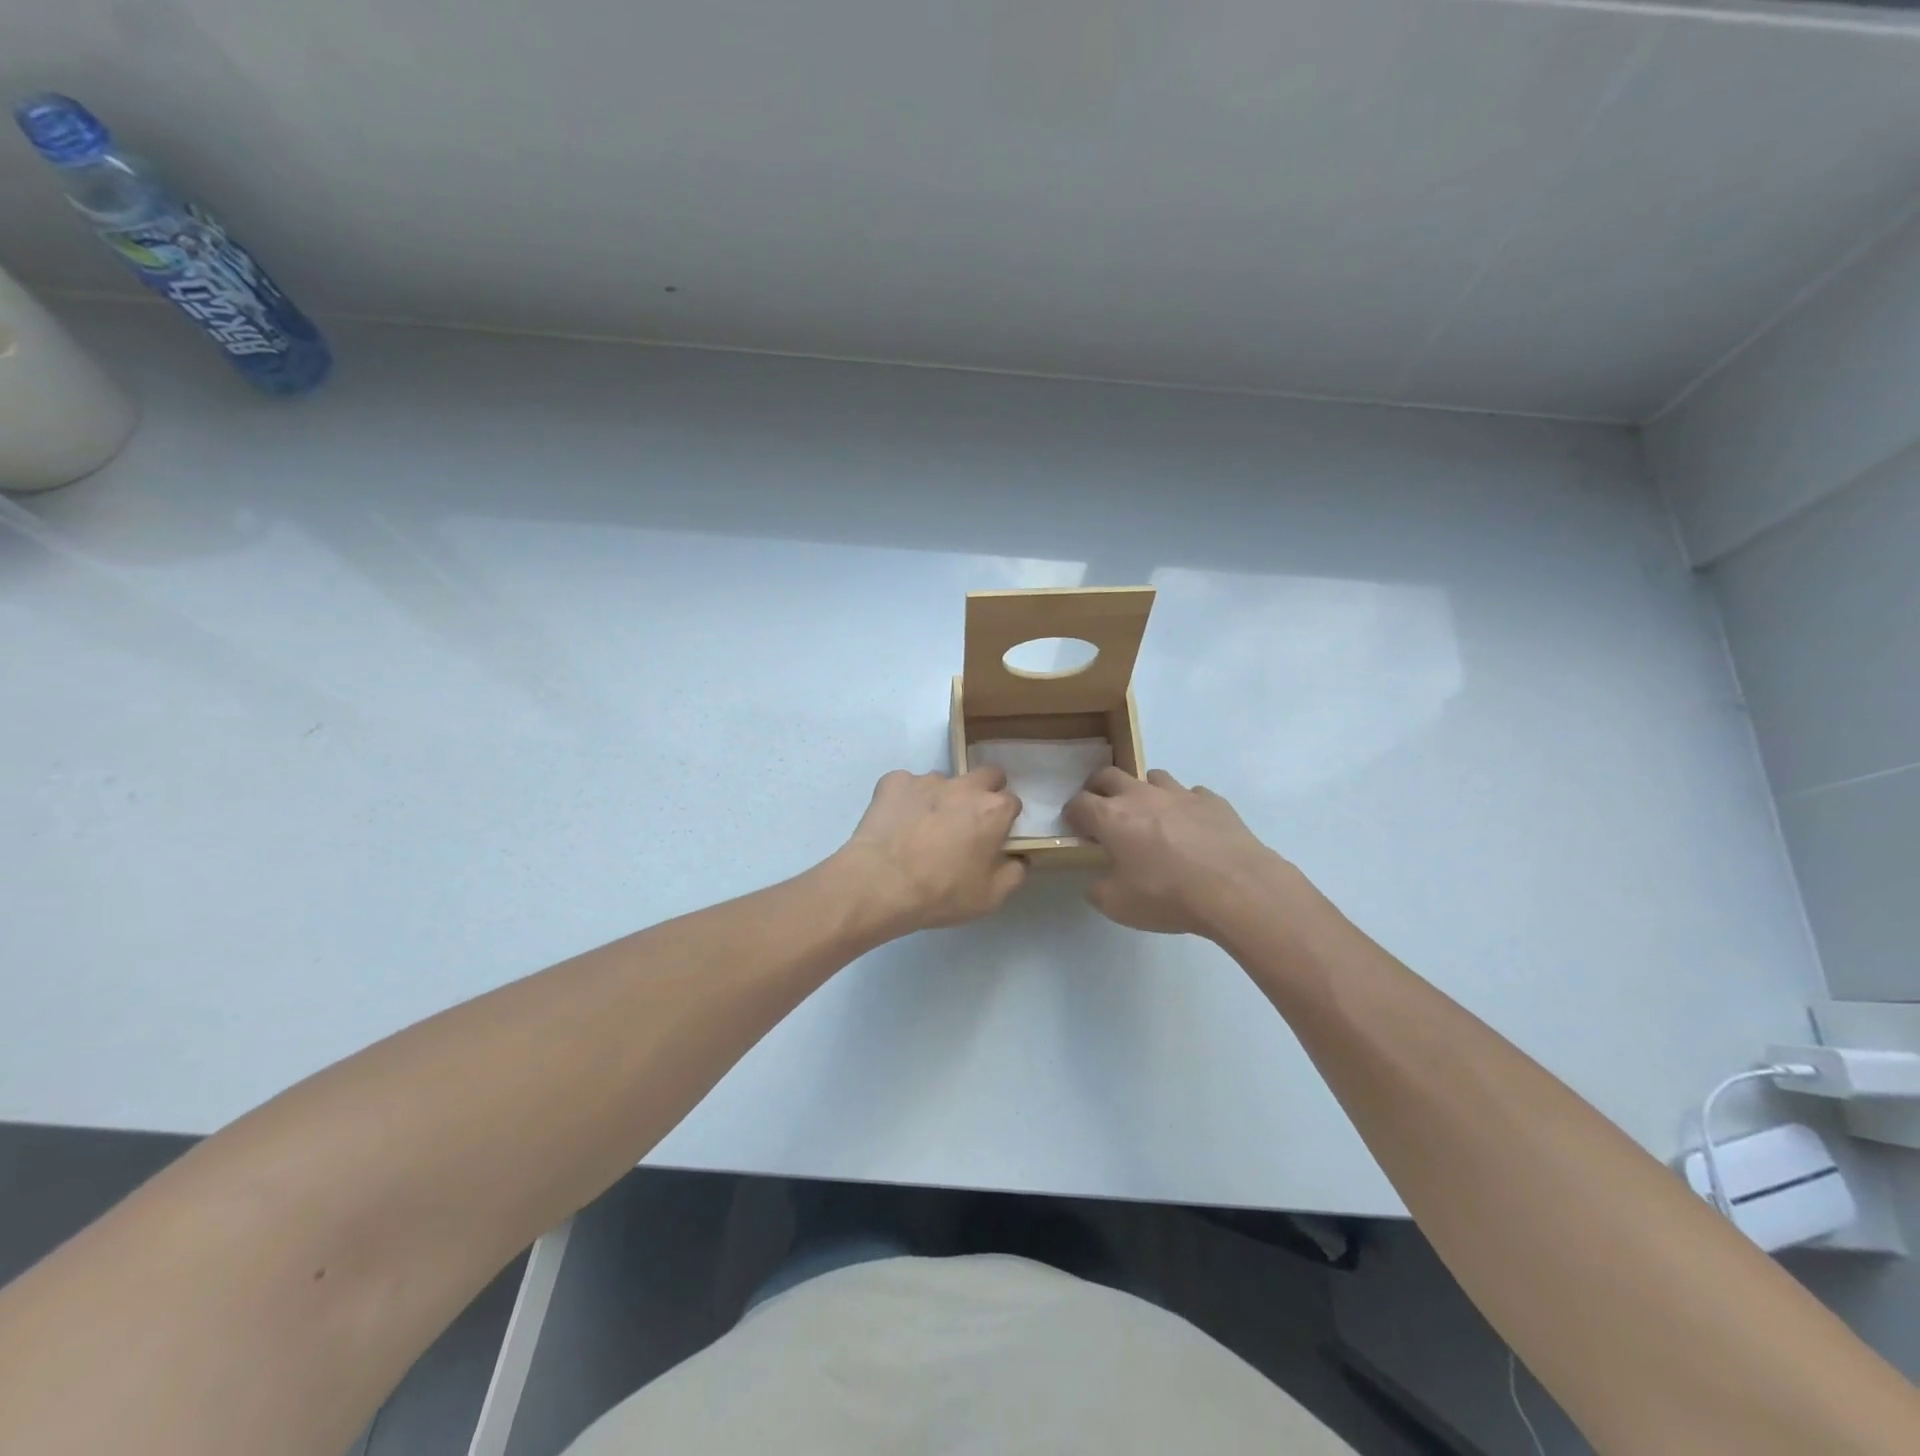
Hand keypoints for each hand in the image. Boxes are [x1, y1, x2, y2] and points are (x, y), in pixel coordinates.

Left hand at [832, 767, 1026, 935]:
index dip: (1005, 819)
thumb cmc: (941, 893)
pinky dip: (906, 799)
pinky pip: (906, 785)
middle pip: (986, 775)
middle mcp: (964, 786)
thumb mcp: (989, 897)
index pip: (1012, 802)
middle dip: (984, 791)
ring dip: (941, 798)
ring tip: (923, 827)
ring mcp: (927, 780)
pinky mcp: (894, 782)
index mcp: (993, 810)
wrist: (880, 883)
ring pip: (944, 781)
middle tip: (969, 821)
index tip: (995, 837)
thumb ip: (1013, 874)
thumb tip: (1019, 859)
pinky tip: (897, 823)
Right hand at [1064, 768, 1288, 936]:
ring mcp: (1179, 793)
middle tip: (1102, 809)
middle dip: (1099, 788)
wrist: (1235, 888)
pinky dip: (1184, 806)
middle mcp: (1141, 795)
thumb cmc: (1167, 895)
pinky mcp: (1212, 800)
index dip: (1072, 813)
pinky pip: (1191, 794)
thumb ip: (1098, 889)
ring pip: (1152, 776)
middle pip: (1109, 775)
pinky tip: (1191, 827)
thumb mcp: (1117, 905)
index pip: (1079, 803)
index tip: (1075, 826)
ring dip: (1144, 791)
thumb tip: (1097, 881)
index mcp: (1111, 817)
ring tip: (1149, 814)